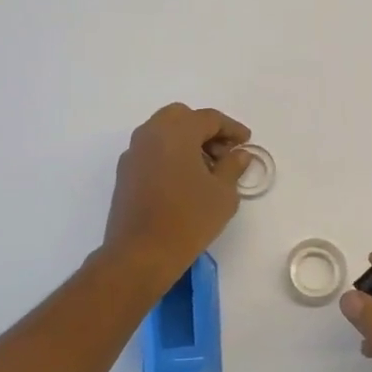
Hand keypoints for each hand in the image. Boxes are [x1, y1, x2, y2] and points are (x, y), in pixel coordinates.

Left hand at [102, 103, 250, 284]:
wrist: (140, 254)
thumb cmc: (188, 219)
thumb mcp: (223, 193)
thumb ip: (233, 166)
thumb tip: (240, 154)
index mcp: (176, 132)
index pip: (209, 118)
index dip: (231, 128)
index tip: (246, 142)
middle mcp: (151, 134)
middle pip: (182, 117)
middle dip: (205, 130)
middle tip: (224, 152)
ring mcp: (133, 153)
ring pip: (163, 132)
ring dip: (186, 141)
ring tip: (207, 169)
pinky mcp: (125, 173)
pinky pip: (152, 150)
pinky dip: (170, 154)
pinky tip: (184, 180)